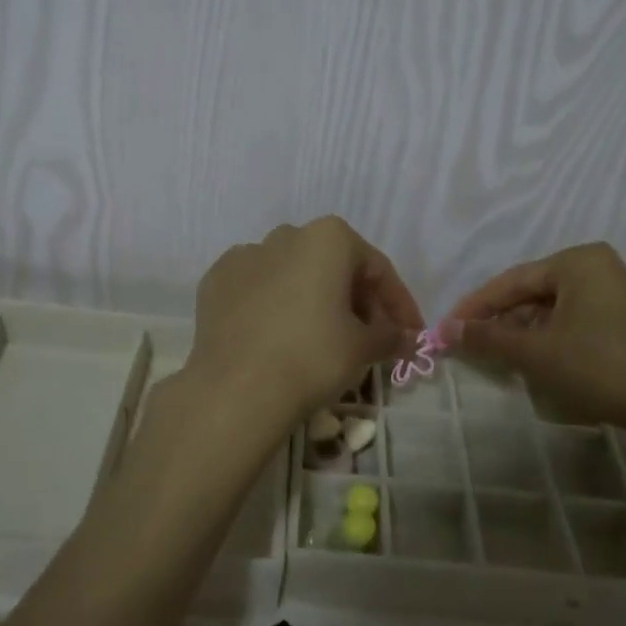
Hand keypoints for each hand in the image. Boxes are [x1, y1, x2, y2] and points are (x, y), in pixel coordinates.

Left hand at [188, 218, 423, 432]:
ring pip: (293, 274)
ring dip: (315, 299)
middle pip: (333, 266)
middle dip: (356, 299)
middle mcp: (286, 235)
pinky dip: (275, 306)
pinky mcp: (215, 283)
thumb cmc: (313, 357)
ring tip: (324, 338)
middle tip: (370, 338)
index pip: (377, 269)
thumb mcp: (364, 347)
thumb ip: (391, 334)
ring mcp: (244, 256)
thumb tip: (405, 338)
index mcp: (328, 238)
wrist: (236, 390)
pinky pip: (258, 289)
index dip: (399, 304)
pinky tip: (280, 337)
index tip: (410, 334)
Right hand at [447, 243, 625, 431]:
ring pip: (557, 309)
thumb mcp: (536, 352)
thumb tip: (445, 331)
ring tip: (500, 357)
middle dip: (502, 320)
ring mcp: (622, 294)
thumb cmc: (599, 366)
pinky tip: (538, 360)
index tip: (448, 328)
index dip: (477, 306)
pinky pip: (579, 321)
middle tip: (472, 345)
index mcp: (579, 260)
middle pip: (536, 293)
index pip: (513, 280)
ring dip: (526, 332)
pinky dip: (553, 338)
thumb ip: (488, 338)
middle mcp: (602, 267)